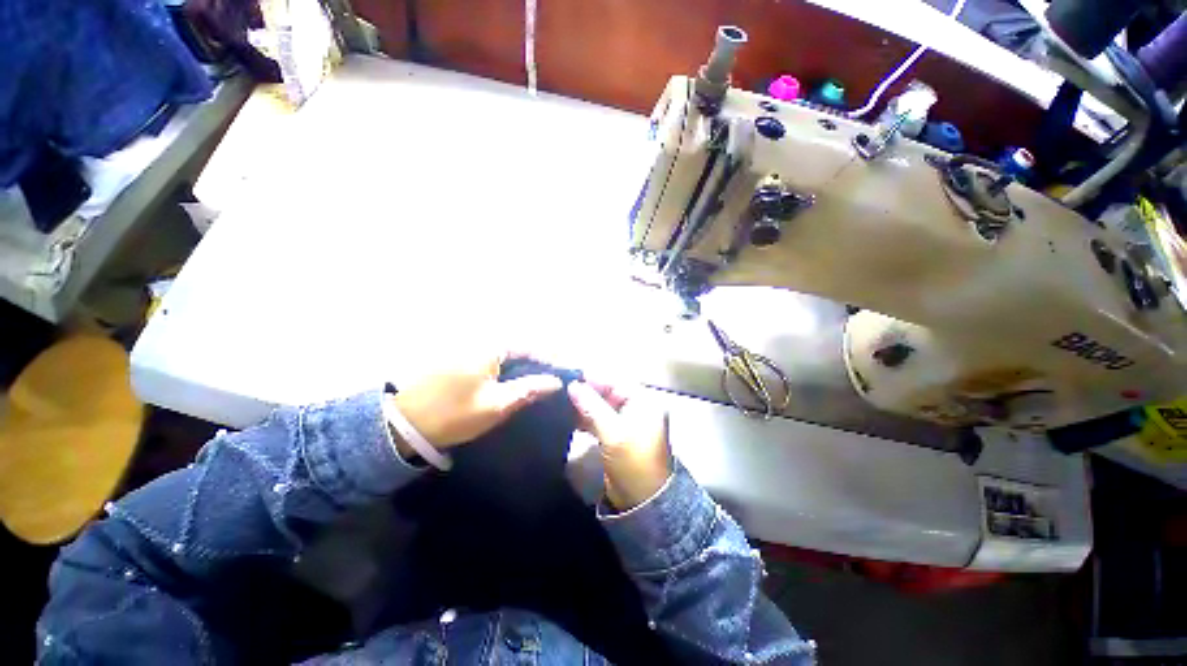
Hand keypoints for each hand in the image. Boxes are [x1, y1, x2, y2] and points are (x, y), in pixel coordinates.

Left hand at [392, 352, 562, 453]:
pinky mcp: (461, 358)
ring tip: (543, 377)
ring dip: (526, 362)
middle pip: (521, 346)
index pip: (531, 347)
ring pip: (508, 352)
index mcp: (490, 347)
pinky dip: (510, 366)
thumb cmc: (453, 414)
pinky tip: (517, 378)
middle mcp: (481, 339)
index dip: (552, 358)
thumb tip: (556, 381)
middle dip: (541, 359)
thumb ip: (528, 389)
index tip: (568, 371)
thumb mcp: (495, 405)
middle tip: (558, 375)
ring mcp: (469, 347)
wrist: (401, 424)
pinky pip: (495, 357)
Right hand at [568, 381, 672, 510]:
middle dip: (586, 391)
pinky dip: (585, 419)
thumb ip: (592, 407)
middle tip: (562, 389)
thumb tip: (573, 385)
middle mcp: (636, 408)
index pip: (617, 381)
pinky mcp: (615, 436)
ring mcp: (625, 423)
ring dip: (583, 405)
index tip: (571, 376)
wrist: (643, 502)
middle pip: (608, 393)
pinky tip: (568, 417)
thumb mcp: (613, 433)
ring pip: (601, 407)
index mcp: (643, 403)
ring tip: (561, 402)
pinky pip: (599, 421)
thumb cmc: (633, 461)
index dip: (595, 378)